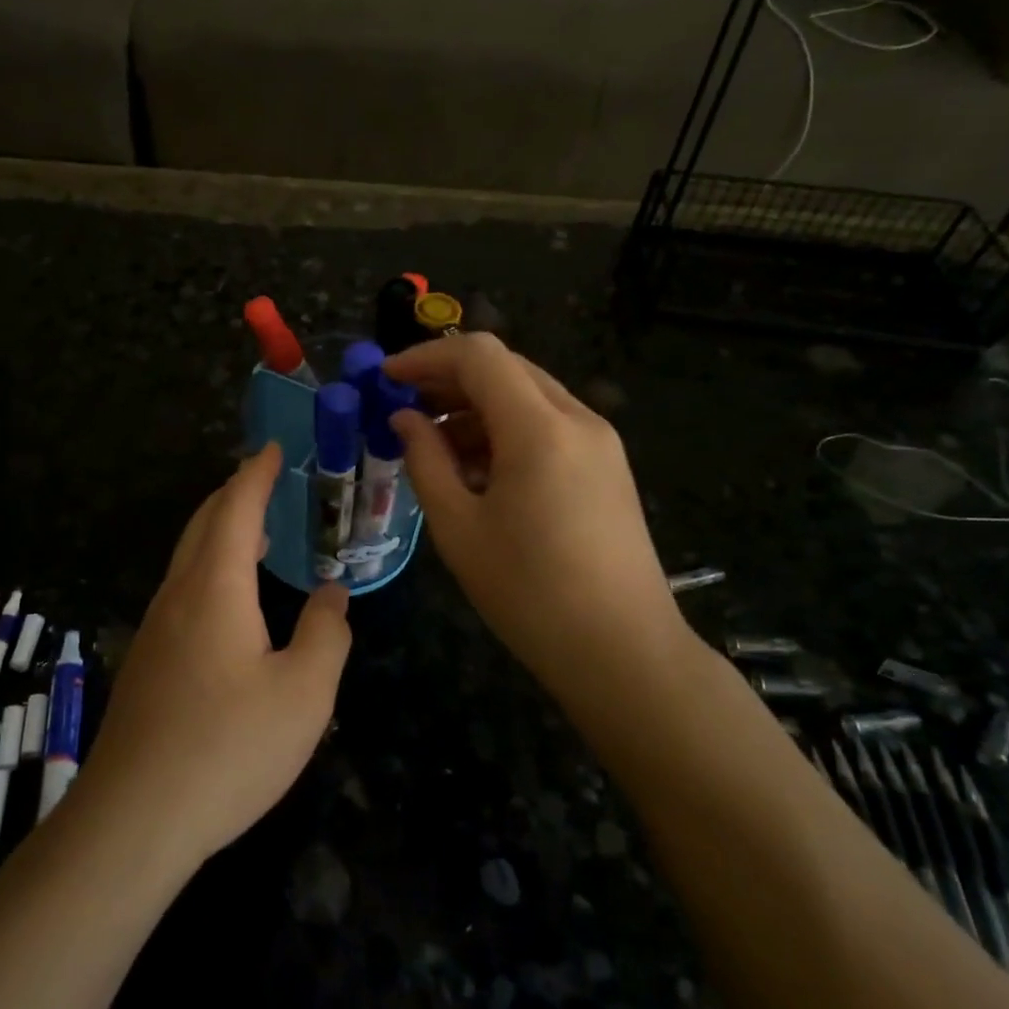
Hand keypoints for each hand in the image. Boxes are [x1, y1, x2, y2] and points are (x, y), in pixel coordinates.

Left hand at [81, 443, 353, 869]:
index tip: (273, 448)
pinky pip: (182, 590)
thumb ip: (326, 634)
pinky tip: (229, 599)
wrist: (134, 819)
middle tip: (264, 479)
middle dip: (234, 494)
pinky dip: (209, 567)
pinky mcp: (148, 662)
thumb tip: (331, 595)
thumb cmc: (228, 748)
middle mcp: (178, 596)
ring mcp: (156, 629)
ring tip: (254, 531)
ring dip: (219, 531)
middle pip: (203, 524)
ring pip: (188, 558)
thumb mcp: (304, 694)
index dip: (256, 474)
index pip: (236, 509)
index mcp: (215, 588)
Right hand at [384, 333, 681, 686]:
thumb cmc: (529, 593)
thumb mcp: (459, 527)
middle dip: (449, 380)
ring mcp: (600, 442)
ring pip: (528, 395)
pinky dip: (507, 430)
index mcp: (539, 429)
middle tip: (404, 409)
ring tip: (434, 446)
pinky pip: (549, 425)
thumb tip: (404, 419)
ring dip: (477, 407)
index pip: (478, 356)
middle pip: (506, 368)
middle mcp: (577, 419)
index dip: (426, 357)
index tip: (386, 379)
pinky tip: (478, 470)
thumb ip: (425, 461)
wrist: (622, 652)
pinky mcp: (607, 466)